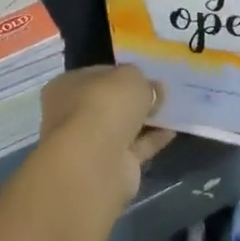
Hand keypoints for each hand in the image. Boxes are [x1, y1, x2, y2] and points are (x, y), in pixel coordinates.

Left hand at [37, 65, 174, 210]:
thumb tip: (152, 88)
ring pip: (122, 127)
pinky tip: (172, 131)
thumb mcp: (129, 77)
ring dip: (144, 120)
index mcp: (67, 86)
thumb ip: (142, 80)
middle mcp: (72, 115)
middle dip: (133, 99)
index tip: (145, 75)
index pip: (97, 75)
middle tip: (161, 93)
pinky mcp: (110, 167)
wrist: (96, 161)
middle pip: (109, 103)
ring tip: (172, 110)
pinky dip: (152, 140)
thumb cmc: (104, 104)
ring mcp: (90, 143)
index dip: (121, 73)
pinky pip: (135, 148)